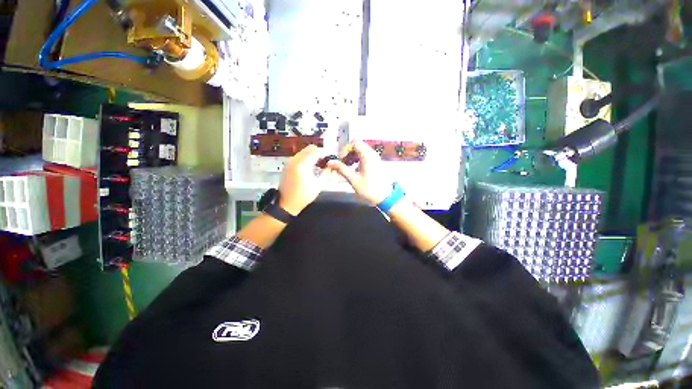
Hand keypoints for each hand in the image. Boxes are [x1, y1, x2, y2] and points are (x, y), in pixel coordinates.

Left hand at [278, 145, 329, 214]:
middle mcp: (294, 160)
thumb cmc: (304, 195)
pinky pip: (299, 156)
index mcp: (302, 165)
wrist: (287, 203)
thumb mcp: (318, 185)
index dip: (325, 152)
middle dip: (319, 152)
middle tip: (326, 159)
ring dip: (312, 154)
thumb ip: (325, 172)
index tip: (331, 156)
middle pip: (309, 148)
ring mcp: (289, 162)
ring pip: (303, 151)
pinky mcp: (287, 165)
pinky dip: (306, 157)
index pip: (316, 152)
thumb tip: (330, 165)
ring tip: (319, 163)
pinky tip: (311, 166)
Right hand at [327, 141, 392, 204]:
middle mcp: (372, 153)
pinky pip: (364, 156)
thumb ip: (341, 169)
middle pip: (357, 145)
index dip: (345, 149)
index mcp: (367, 155)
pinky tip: (354, 169)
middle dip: (347, 153)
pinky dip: (357, 159)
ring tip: (347, 167)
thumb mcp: (353, 179)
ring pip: (361, 150)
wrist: (385, 196)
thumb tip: (329, 162)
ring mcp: (375, 158)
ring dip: (352, 156)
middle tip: (342, 163)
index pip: (354, 142)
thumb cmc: (369, 188)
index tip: (341, 159)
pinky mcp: (375, 162)